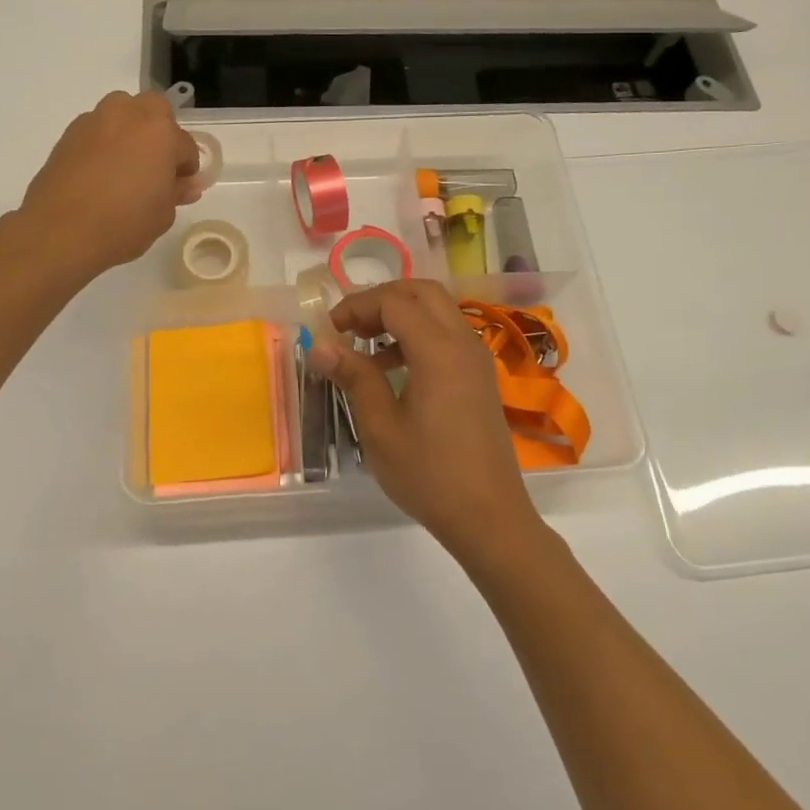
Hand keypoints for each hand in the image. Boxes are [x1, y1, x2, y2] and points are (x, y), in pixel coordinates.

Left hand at [18, 92, 202, 276]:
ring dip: (130, 131)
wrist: (60, 231)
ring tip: (126, 167)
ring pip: (121, 113)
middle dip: (160, 132)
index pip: (185, 146)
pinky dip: (104, 144)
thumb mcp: (162, 215)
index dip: (186, 169)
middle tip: (155, 165)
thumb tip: (185, 184)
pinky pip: (97, 131)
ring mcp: (95, 121)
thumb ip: (176, 192)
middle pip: (154, 110)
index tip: (180, 188)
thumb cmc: (124, 223)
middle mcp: (128, 115)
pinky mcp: (68, 135)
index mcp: (160, 132)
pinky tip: (100, 174)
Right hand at [307, 279, 544, 562]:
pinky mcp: (480, 377)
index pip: (394, 301)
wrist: (489, 517)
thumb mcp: (380, 427)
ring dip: (401, 314)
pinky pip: (448, 335)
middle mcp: (463, 343)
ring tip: (366, 345)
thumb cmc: (429, 474)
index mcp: (439, 351)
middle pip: (422, 292)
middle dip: (381, 299)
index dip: (357, 306)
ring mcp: (477, 360)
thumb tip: (320, 345)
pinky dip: (418, 334)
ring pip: (438, 310)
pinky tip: (393, 368)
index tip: (329, 329)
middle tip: (350, 326)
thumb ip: (354, 377)